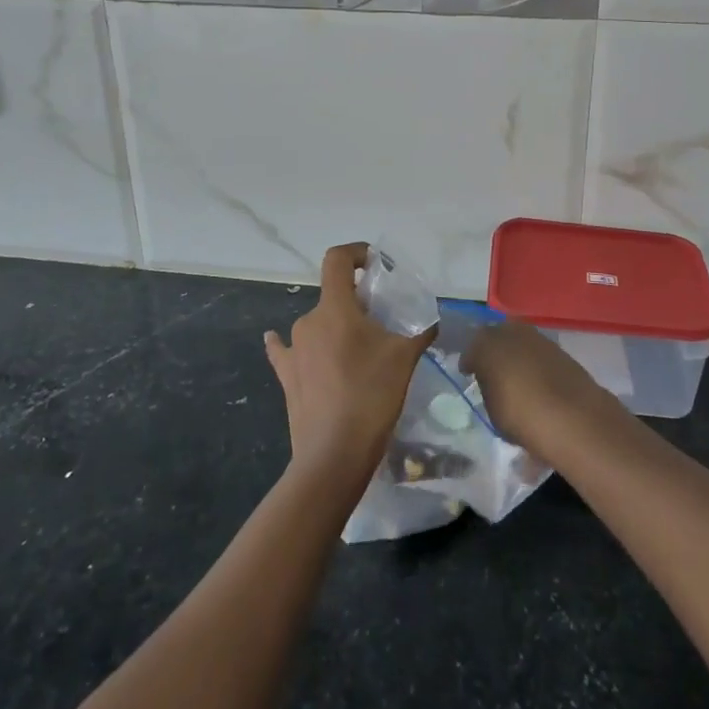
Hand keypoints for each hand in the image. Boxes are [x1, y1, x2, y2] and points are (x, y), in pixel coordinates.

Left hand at [264, 243, 436, 488]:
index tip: (375, 264)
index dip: (356, 253)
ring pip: (319, 324)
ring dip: (338, 328)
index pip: (337, 260)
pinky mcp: (287, 377)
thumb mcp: (405, 358)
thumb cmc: (371, 397)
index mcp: (335, 308)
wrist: (333, 456)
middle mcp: (309, 321)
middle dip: (358, 301)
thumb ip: (420, 331)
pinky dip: (287, 344)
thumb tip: (431, 320)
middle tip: (383, 321)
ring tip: (362, 351)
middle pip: (334, 296)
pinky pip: (287, 351)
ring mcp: (294, 350)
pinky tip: (277, 341)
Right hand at [463, 321, 615, 453]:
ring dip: (515, 353)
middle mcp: (510, 332)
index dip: (470, 362)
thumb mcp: (493, 410)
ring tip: (514, 374)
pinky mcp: (559, 348)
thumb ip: (489, 389)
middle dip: (492, 350)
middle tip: (491, 368)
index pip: (472, 349)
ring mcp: (537, 337)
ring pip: (518, 340)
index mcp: (486, 345)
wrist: (573, 417)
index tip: (468, 373)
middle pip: (495, 336)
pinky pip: (537, 351)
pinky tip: (535, 377)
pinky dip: (533, 360)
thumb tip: (491, 382)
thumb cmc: (522, 416)